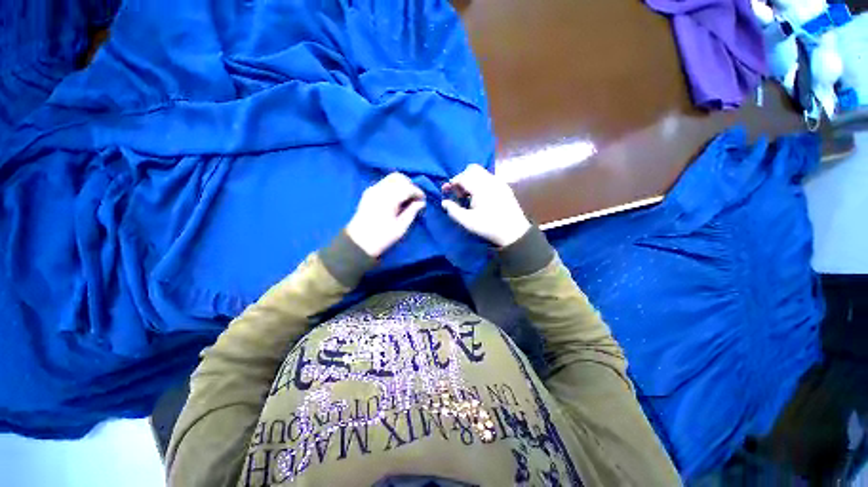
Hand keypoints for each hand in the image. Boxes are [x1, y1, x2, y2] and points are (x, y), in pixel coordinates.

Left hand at [346, 173, 426, 257]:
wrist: (358, 242)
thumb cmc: (382, 237)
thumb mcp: (400, 228)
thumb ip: (411, 212)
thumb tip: (421, 203)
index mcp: (388, 199)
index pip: (407, 187)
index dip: (417, 192)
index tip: (423, 200)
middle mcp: (379, 190)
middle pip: (398, 177)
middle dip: (409, 185)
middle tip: (415, 197)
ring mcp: (372, 190)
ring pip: (391, 178)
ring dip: (401, 184)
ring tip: (406, 198)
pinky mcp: (368, 192)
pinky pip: (384, 183)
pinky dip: (393, 186)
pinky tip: (396, 198)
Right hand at [441, 164, 530, 246]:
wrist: (514, 232)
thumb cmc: (488, 227)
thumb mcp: (467, 222)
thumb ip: (453, 210)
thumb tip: (444, 202)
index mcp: (480, 188)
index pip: (462, 176)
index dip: (453, 183)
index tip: (448, 193)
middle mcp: (490, 180)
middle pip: (472, 169)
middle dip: (462, 178)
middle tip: (460, 194)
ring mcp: (499, 182)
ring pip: (481, 172)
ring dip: (471, 180)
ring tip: (469, 197)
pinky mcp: (505, 187)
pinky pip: (489, 178)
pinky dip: (480, 183)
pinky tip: (481, 198)